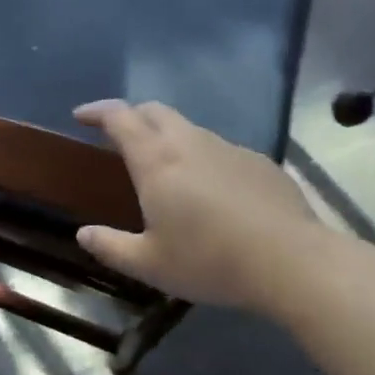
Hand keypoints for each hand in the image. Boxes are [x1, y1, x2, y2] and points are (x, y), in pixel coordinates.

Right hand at [73, 100, 332, 311]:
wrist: (293, 262)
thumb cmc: (210, 260)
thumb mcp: (151, 264)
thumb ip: (111, 247)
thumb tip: (83, 234)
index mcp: (155, 159)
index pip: (118, 116)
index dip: (96, 110)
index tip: (81, 116)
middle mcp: (188, 142)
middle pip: (153, 110)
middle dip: (132, 115)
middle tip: (120, 135)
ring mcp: (226, 148)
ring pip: (188, 128)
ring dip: (168, 136)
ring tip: (166, 167)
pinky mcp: (258, 161)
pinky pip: (220, 150)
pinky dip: (204, 158)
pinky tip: (213, 191)